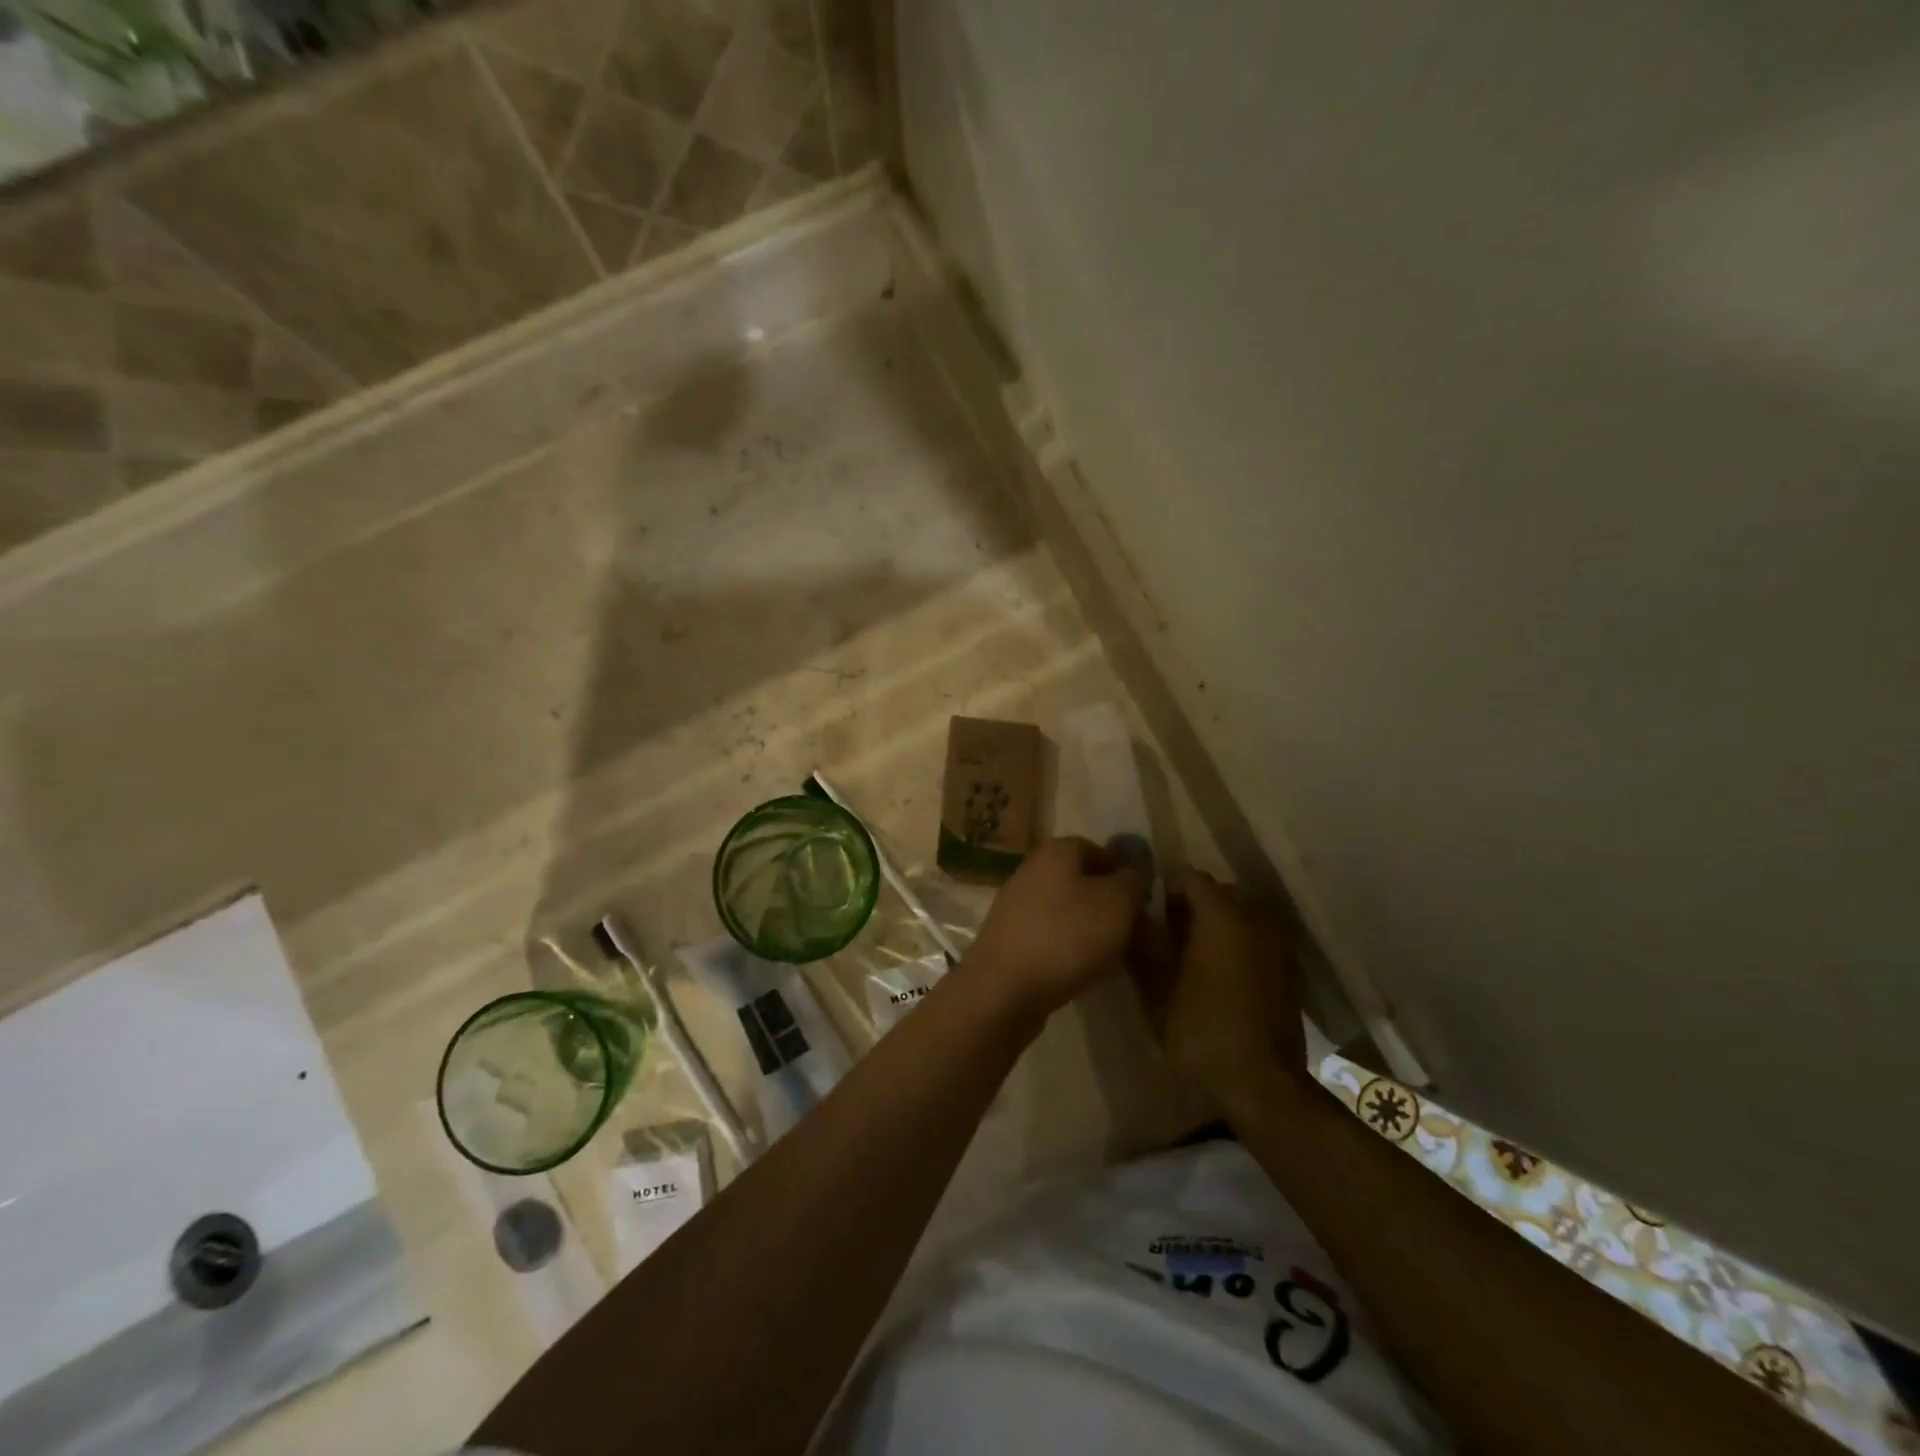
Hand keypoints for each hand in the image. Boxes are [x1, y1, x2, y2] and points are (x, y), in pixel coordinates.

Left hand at [961, 836, 1148, 1023]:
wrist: (1003, 988)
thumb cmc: (1066, 936)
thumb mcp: (1117, 903)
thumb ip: (1134, 881)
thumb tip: (1135, 871)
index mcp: (1057, 851)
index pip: (1100, 851)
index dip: (1127, 876)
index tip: (1146, 907)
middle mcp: (1034, 870)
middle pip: (1086, 883)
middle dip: (1116, 910)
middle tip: (1141, 939)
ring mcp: (1018, 904)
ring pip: (1071, 912)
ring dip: (1097, 932)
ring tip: (1119, 961)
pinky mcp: (1012, 938)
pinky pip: (1053, 936)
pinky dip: (1073, 950)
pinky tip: (1086, 972)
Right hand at [1141, 871, 1308, 1111]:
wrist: (1262, 1083)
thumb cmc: (1201, 1029)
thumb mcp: (1156, 987)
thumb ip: (1143, 943)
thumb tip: (1133, 915)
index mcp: (1222, 916)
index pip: (1191, 878)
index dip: (1166, 890)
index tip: (1149, 914)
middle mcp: (1254, 921)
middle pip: (1218, 895)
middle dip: (1190, 908)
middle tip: (1165, 937)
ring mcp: (1276, 947)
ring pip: (1238, 920)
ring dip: (1213, 929)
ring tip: (1188, 960)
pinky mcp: (1287, 974)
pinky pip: (1254, 944)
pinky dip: (1234, 950)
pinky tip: (1216, 981)